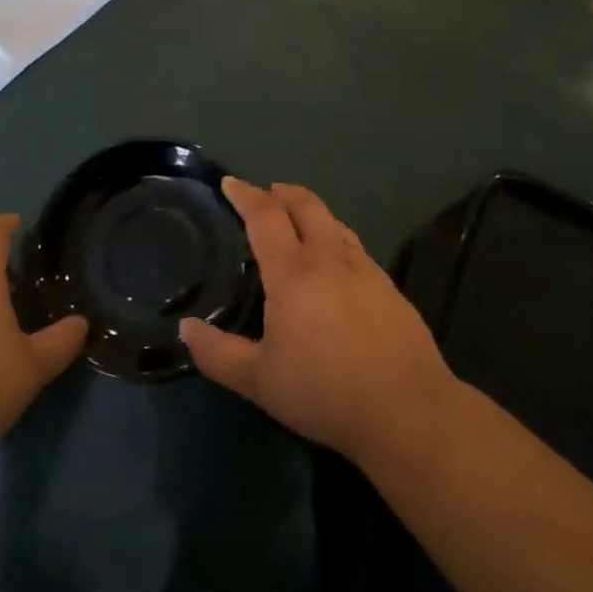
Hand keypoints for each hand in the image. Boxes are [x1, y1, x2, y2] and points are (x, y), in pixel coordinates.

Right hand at [180, 180, 454, 464]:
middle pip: (306, 206)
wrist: (406, 408)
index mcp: (293, 273)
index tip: (229, 183)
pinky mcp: (390, 287)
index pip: (265, 217)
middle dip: (282, 192)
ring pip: (335, 223)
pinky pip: (356, 247)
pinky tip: (336, 263)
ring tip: (299, 221)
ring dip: (312, 213)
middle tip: (266, 193)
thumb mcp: (258, 381)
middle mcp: (330, 259)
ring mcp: (366, 269)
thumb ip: (217, 354)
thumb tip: (186, 329)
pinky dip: (336, 239)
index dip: (245, 195)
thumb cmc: (324, 392)